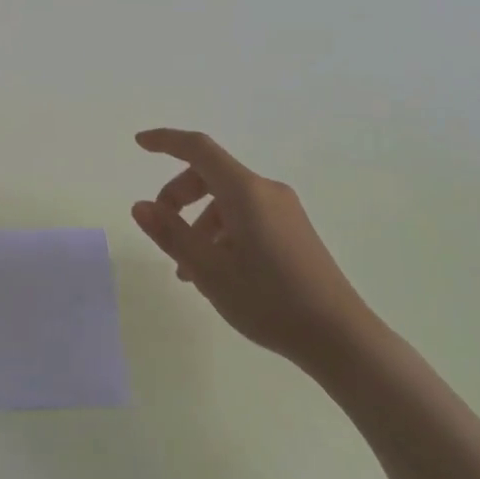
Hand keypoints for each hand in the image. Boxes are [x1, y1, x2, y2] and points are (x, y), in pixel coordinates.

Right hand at [131, 128, 367, 369]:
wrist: (340, 338)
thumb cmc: (270, 301)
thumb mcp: (210, 271)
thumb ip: (171, 234)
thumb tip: (140, 206)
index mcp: (246, 191)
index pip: (199, 149)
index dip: (166, 141)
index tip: (139, 142)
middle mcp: (266, 191)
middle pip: (210, 175)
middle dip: (178, 196)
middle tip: (161, 230)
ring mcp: (284, 210)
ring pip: (227, 200)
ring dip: (199, 223)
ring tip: (188, 271)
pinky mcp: (293, 230)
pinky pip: (246, 216)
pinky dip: (221, 232)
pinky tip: (216, 272)